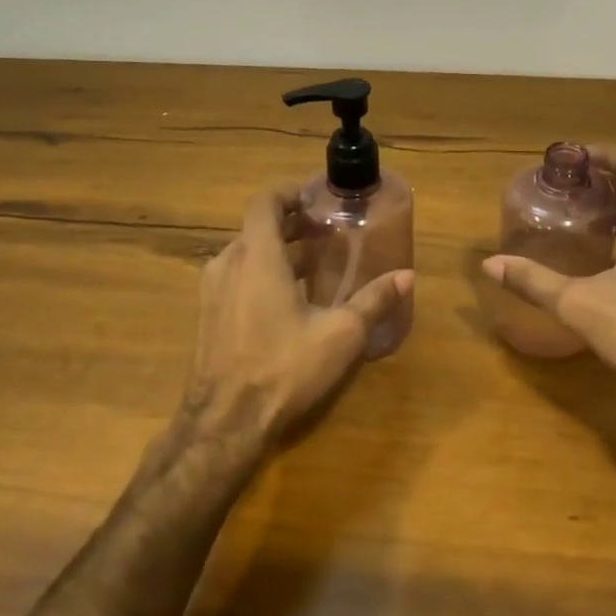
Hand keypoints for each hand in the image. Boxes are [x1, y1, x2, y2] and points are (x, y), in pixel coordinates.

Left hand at [184, 187, 412, 453]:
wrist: (224, 423)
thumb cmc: (283, 367)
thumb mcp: (340, 334)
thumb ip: (373, 300)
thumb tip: (407, 275)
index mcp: (257, 256)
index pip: (265, 201)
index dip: (290, 193)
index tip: (318, 199)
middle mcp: (228, 263)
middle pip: (258, 227)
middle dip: (293, 224)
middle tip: (329, 232)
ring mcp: (212, 290)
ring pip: (246, 253)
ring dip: (279, 250)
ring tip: (315, 264)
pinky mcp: (207, 315)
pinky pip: (236, 277)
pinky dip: (262, 272)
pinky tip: (289, 299)